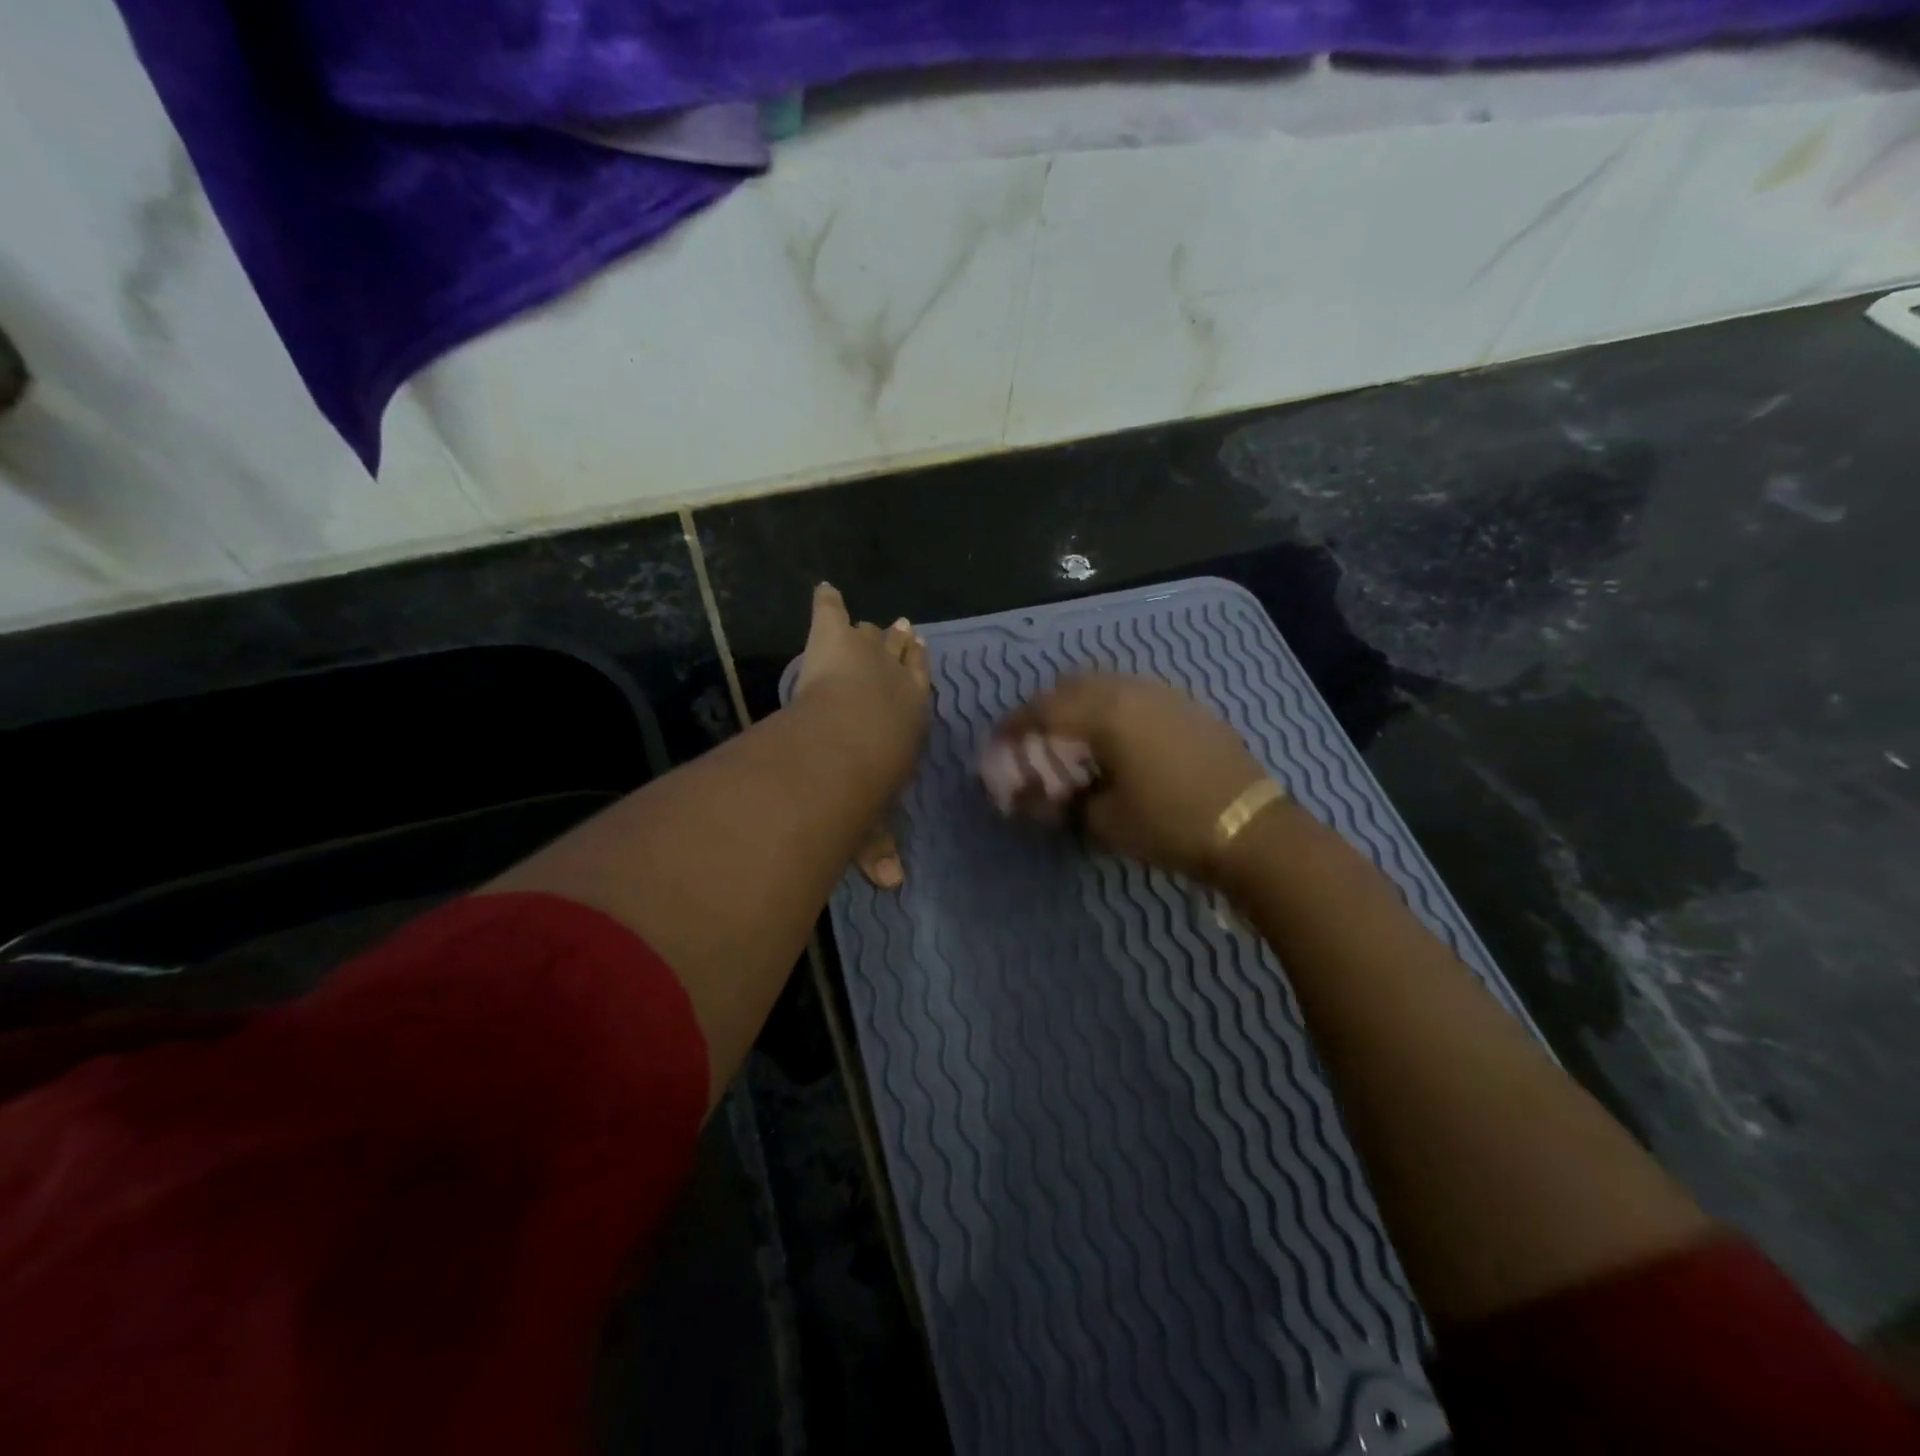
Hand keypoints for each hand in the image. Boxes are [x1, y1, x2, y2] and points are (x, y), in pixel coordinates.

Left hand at [792, 583, 930, 886]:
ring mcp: (867, 655)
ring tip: (868, 623)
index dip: (919, 672)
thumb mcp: (873, 821)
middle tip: (901, 630)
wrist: (845, 746)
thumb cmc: (866, 787)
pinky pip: (831, 613)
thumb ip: (877, 846)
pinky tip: (824, 588)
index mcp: (912, 717)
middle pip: (901, 654)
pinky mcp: (833, 640)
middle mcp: (897, 680)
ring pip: (871, 635)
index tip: (920, 655)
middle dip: (900, 644)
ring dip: (868, 632)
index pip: (921, 687)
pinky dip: (827, 602)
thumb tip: (891, 885)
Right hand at [990, 673, 1266, 882]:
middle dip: (1044, 709)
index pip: (1042, 710)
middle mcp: (1131, 689)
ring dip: (1078, 704)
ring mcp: (1164, 693)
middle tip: (1032, 741)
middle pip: (1070, 686)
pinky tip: (1115, 738)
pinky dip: (1111, 707)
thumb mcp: (1103, 821)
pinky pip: (1134, 692)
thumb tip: (1032, 798)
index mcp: (1104, 712)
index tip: (996, 744)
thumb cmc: (1169, 824)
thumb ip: (1060, 803)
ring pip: (1105, 683)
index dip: (1013, 727)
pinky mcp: (1187, 704)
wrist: (1251, 828)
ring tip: (1071, 738)